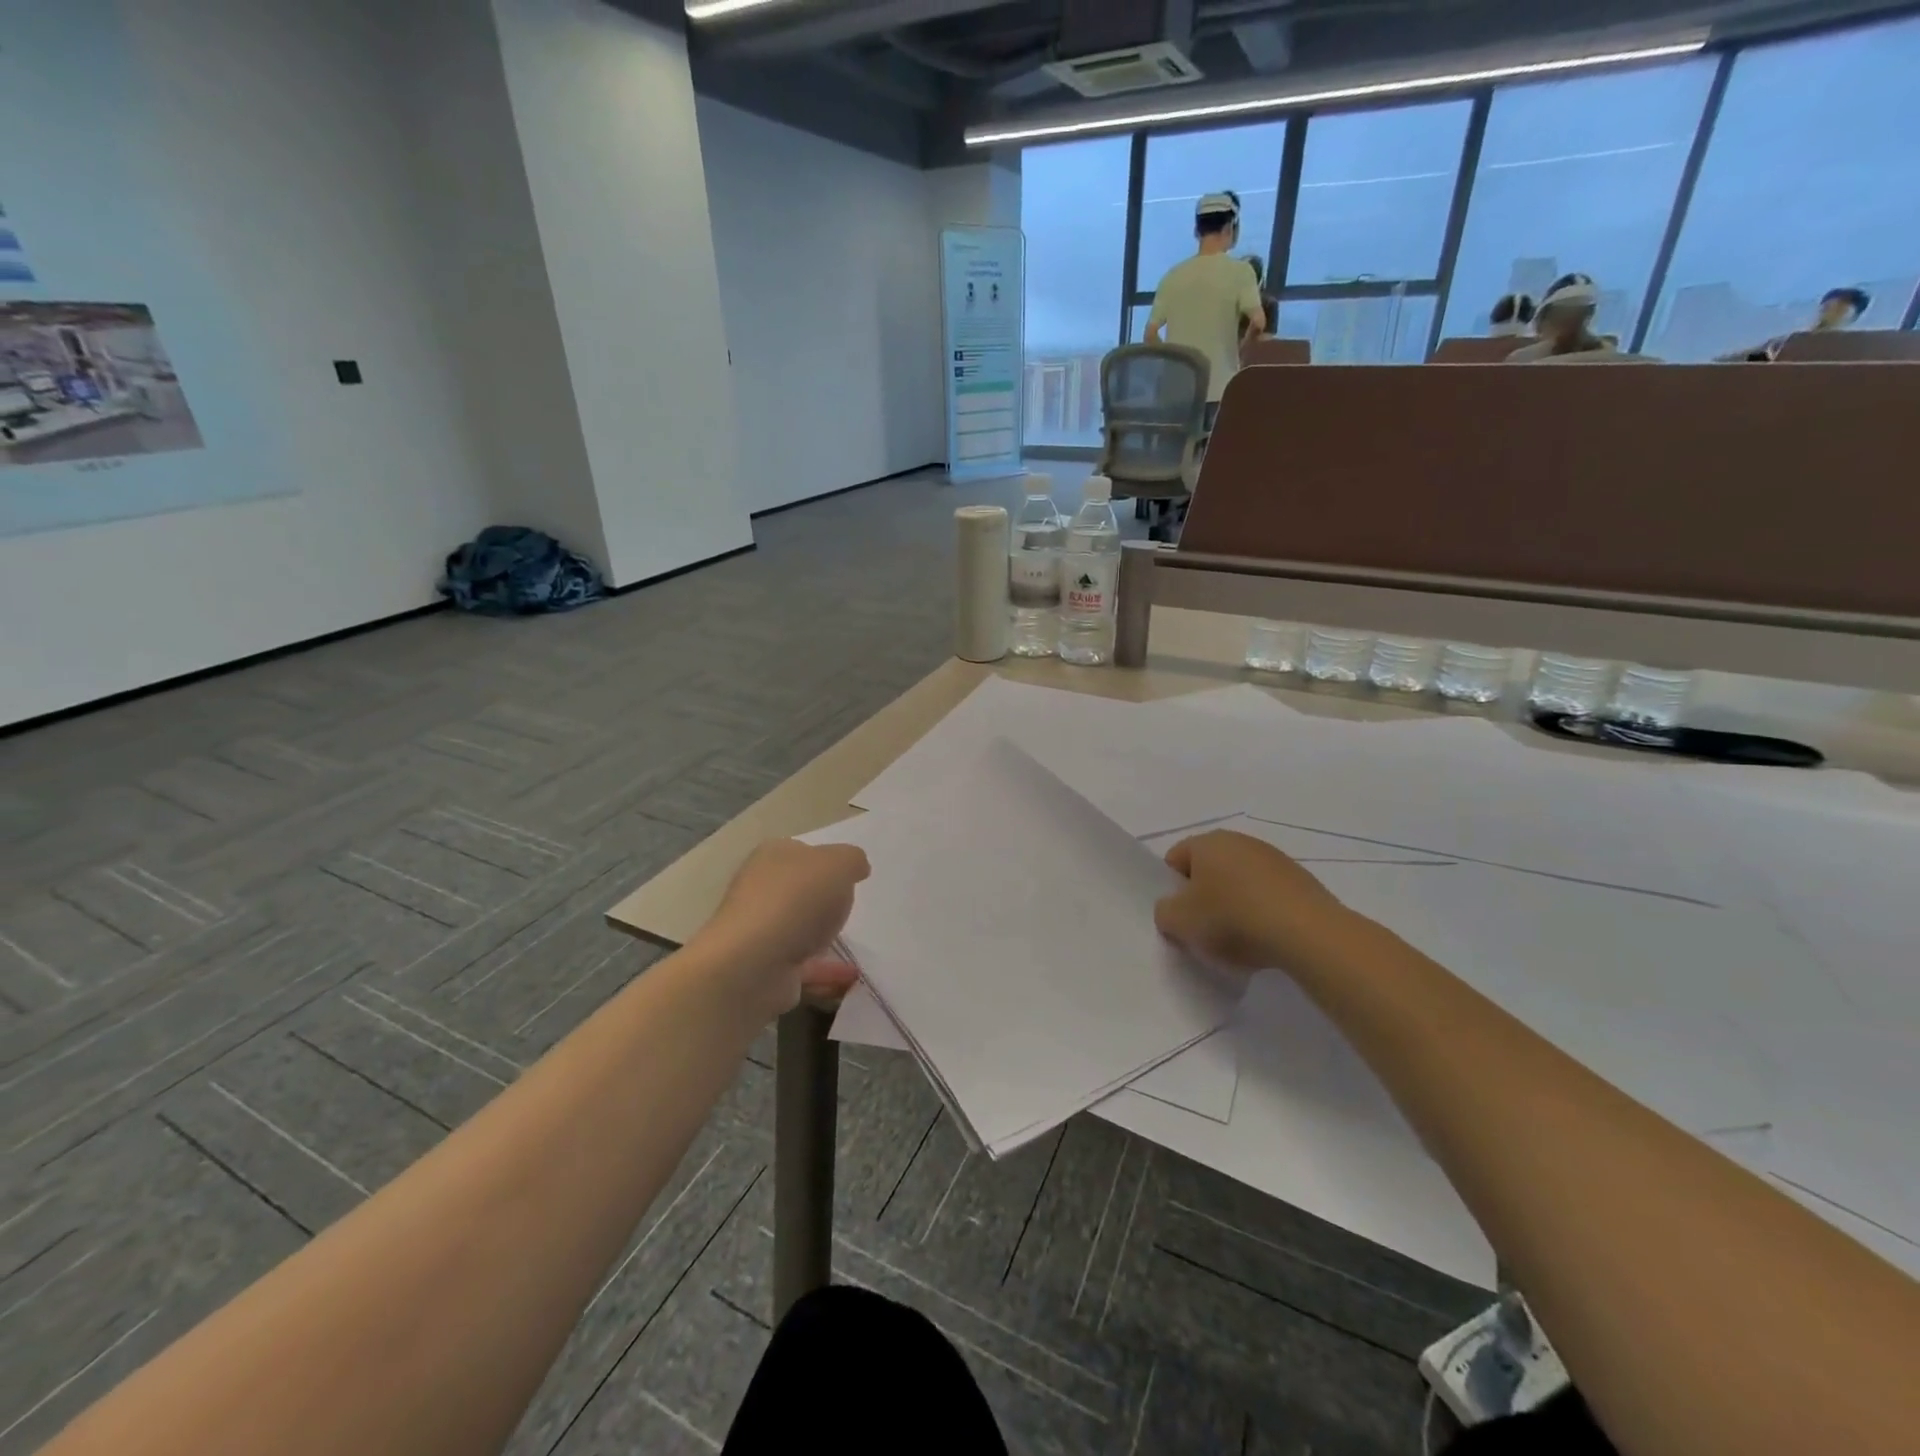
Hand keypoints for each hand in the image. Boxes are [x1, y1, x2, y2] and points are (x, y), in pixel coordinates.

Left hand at [699, 839, 870, 1014]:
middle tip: (853, 907)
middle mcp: (760, 890)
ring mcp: (760, 931)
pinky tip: (852, 977)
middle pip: (799, 890)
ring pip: (799, 929)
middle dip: (824, 899)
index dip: (827, 861)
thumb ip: (852, 860)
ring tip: (858, 946)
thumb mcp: (839, 864)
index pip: (802, 852)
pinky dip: (827, 970)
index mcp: (772, 856)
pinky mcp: (764, 968)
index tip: (852, 876)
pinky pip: (804, 965)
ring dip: (824, 936)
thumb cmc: (796, 901)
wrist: (753, 965)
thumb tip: (856, 868)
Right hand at [1154, 830, 1352, 970]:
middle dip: (1204, 898)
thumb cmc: (1232, 919)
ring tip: (1240, 940)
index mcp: (1207, 842)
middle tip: (1205, 931)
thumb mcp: (1179, 923)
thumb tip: (1173, 910)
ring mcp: (1274, 859)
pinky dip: (1262, 913)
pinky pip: (1268, 895)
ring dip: (1234, 906)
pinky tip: (1267, 938)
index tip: (1180, 918)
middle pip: (1209, 870)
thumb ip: (1164, 913)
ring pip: (1240, 883)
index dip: (1171, 890)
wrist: (1307, 933)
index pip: (1174, 859)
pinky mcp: (1301, 880)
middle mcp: (1240, 841)